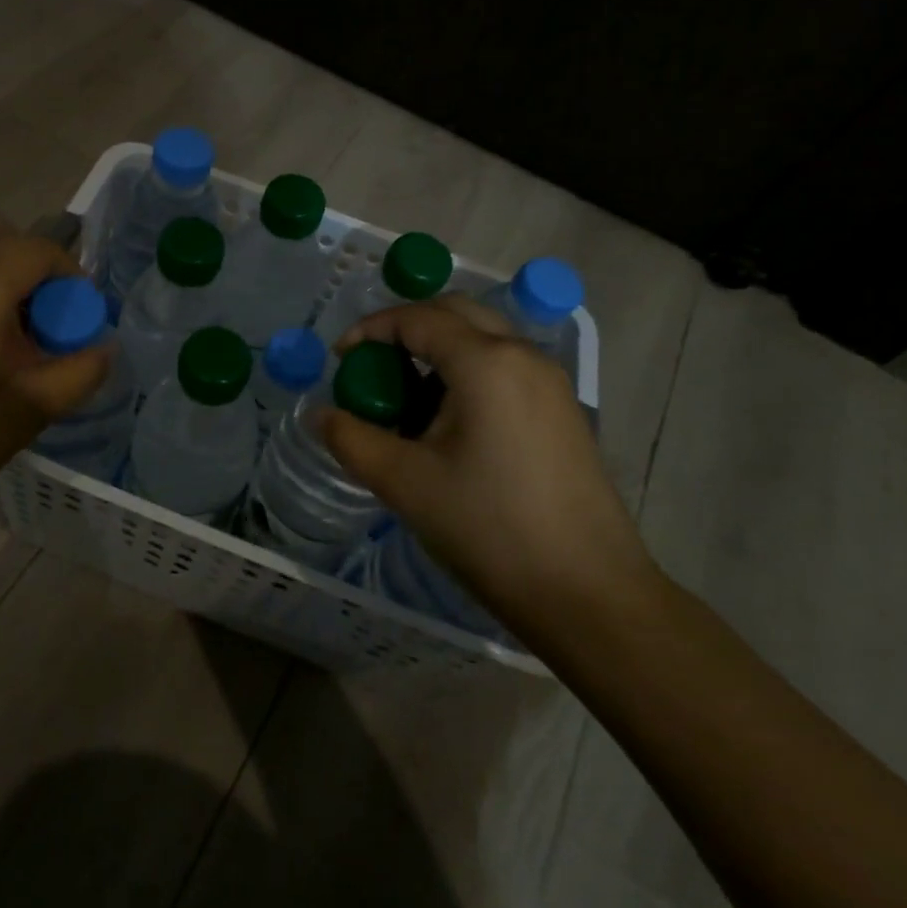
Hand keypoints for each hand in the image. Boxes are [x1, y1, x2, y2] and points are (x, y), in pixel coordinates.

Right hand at [319, 295, 654, 644]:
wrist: (588, 594)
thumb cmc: (489, 529)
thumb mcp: (405, 483)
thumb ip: (351, 439)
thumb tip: (318, 415)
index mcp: (486, 362)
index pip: (417, 319)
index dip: (370, 329)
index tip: (340, 359)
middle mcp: (523, 356)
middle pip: (455, 313)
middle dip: (406, 328)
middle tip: (373, 366)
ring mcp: (550, 381)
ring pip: (483, 338)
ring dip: (438, 350)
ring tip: (406, 398)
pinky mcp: (563, 410)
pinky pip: (504, 367)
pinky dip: (466, 372)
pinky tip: (448, 422)